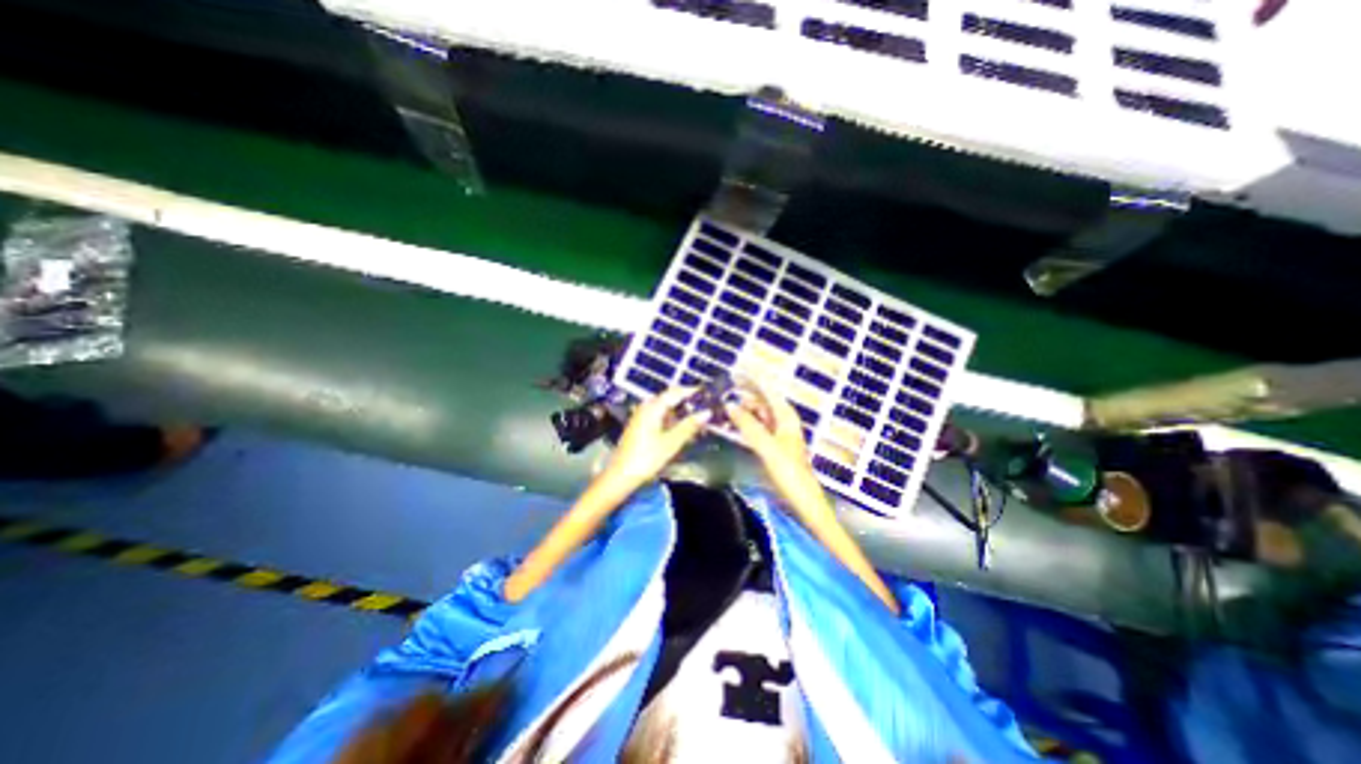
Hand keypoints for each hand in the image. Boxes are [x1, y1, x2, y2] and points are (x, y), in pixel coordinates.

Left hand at [602, 389, 712, 494]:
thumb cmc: (646, 458)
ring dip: (680, 413)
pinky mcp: (639, 426)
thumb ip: (689, 426)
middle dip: (687, 403)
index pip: (676, 392)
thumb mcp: (671, 443)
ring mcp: (641, 416)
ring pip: (664, 408)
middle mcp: (646, 407)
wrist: (621, 475)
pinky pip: (659, 417)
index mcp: (653, 407)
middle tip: (704, 410)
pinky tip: (680, 431)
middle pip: (670, 398)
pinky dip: (671, 421)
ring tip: (695, 423)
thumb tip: (707, 412)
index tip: (707, 394)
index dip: (692, 391)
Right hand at [729, 375, 810, 490]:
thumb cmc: (789, 473)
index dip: (753, 380)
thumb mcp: (767, 447)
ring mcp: (778, 436)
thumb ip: (748, 425)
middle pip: (762, 403)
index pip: (768, 391)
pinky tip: (732, 426)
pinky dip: (745, 425)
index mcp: (786, 417)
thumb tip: (729, 404)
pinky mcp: (772, 448)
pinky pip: (756, 430)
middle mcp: (783, 422)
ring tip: (723, 407)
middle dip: (745, 395)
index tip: (736, 371)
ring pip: (758, 417)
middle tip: (723, 391)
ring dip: (743, 411)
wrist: (802, 502)